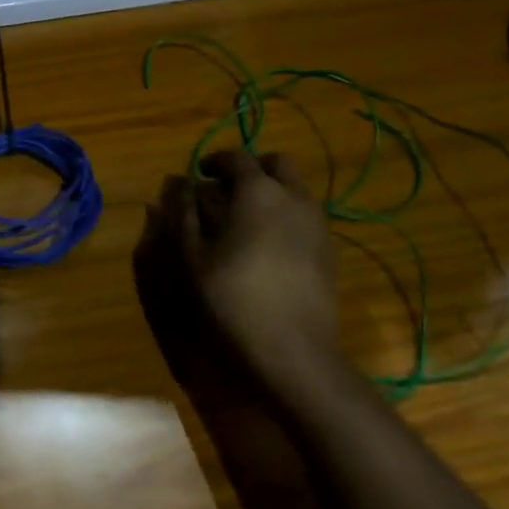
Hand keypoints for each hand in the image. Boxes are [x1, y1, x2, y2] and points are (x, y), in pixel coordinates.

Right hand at [156, 150, 338, 366]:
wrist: (293, 350)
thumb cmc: (233, 297)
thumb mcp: (193, 255)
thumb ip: (184, 213)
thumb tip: (179, 185)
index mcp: (258, 191)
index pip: (236, 157)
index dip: (214, 161)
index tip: (199, 174)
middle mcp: (294, 197)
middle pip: (278, 163)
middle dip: (252, 168)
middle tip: (228, 190)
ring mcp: (318, 223)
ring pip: (296, 188)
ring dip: (272, 191)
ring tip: (246, 219)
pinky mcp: (329, 250)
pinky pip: (306, 215)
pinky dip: (286, 215)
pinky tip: (268, 246)